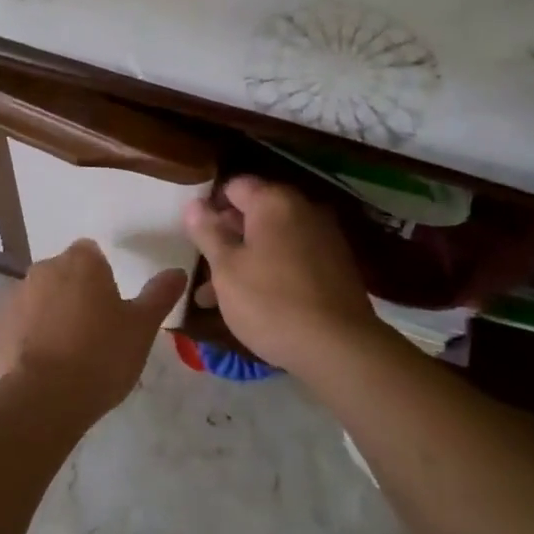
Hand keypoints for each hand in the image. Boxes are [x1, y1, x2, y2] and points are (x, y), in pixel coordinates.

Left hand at [0, 241, 187, 421]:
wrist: (46, 397)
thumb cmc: (102, 354)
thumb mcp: (142, 327)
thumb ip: (160, 294)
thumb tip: (178, 271)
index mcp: (81, 262)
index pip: (91, 253)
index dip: (101, 276)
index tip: (111, 305)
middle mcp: (44, 269)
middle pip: (64, 273)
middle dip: (75, 292)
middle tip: (94, 330)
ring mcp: (16, 295)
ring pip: (40, 296)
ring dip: (51, 312)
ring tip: (68, 350)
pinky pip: (19, 322)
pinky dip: (29, 334)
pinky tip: (43, 362)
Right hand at [184, 176, 378, 376]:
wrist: (340, 348)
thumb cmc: (270, 302)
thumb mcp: (226, 269)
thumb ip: (208, 232)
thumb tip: (194, 204)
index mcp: (274, 201)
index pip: (234, 186)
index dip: (210, 207)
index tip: (195, 236)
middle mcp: (303, 209)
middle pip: (255, 212)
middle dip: (226, 237)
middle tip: (203, 268)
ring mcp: (324, 237)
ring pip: (272, 240)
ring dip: (245, 259)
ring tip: (216, 296)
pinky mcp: (336, 266)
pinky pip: (293, 258)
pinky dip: (271, 271)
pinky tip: (253, 302)